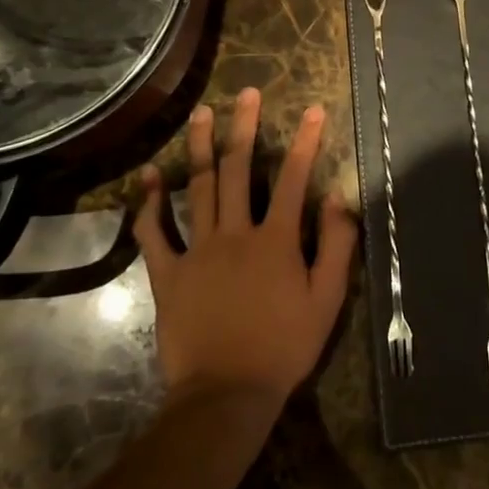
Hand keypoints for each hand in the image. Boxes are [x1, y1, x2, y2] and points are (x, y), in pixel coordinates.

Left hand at [133, 89, 356, 406]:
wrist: (226, 395)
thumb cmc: (284, 347)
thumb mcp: (327, 300)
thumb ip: (337, 246)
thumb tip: (340, 198)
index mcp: (276, 240)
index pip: (293, 178)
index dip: (304, 141)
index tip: (311, 109)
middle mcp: (235, 233)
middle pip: (239, 170)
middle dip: (245, 127)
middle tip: (246, 93)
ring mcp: (198, 251)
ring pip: (198, 188)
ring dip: (201, 148)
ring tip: (202, 114)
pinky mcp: (168, 274)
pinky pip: (155, 233)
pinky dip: (150, 204)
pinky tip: (149, 176)